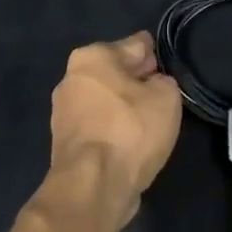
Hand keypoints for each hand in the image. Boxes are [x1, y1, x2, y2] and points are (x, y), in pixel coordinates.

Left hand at [47, 32, 181, 229]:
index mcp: (92, 57)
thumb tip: (154, 85)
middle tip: (162, 94)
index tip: (168, 66)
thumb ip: (163, 82)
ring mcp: (63, 113)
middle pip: (115, 72)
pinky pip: (99, 126)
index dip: (155, 54)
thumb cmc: (130, 130)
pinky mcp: (65, 143)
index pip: (135, 45)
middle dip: (137, 80)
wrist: (93, 186)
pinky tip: (132, 142)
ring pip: (105, 100)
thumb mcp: (166, 97)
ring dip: (124, 107)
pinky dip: (114, 129)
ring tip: (150, 122)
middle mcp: (71, 79)